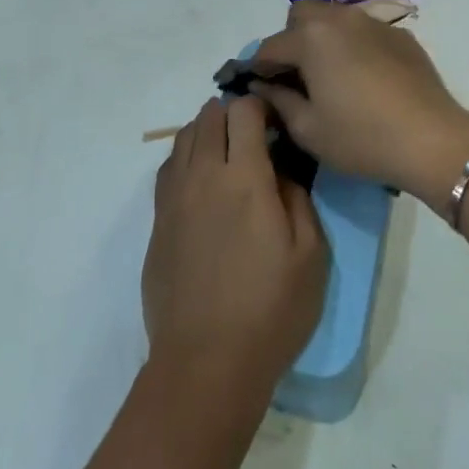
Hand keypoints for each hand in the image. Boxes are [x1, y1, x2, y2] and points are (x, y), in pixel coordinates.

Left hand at [142, 97, 328, 391]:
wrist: (206, 362)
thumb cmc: (270, 310)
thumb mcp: (310, 254)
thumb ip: (297, 198)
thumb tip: (280, 170)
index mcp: (243, 178)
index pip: (243, 111)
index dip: (261, 106)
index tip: (276, 123)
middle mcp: (202, 176)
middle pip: (208, 116)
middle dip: (232, 113)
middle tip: (254, 136)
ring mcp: (174, 198)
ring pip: (183, 137)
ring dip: (206, 131)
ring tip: (227, 153)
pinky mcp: (157, 222)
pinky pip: (168, 169)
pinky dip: (186, 158)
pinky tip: (202, 182)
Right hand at [247, 0, 468, 213]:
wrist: (431, 140)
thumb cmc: (361, 137)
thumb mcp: (308, 129)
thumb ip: (278, 101)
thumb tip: (262, 87)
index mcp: (311, 37)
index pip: (270, 46)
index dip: (259, 69)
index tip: (260, 90)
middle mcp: (340, 18)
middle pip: (301, 15)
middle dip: (291, 40)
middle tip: (298, 76)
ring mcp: (373, 22)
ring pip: (334, 17)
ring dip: (322, 38)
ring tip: (331, 75)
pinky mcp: (400, 34)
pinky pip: (363, 30)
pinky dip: (353, 45)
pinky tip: (365, 78)